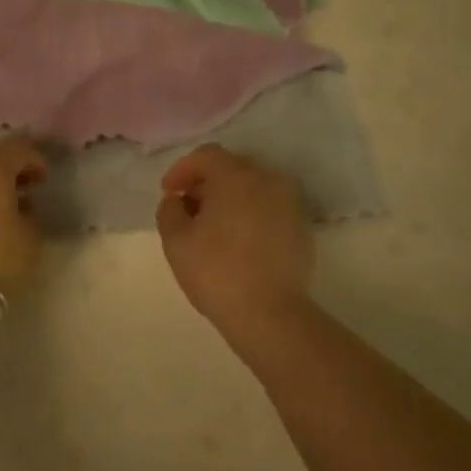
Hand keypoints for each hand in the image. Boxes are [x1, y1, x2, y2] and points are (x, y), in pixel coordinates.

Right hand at [156, 145, 313, 342]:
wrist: (271, 314)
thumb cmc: (217, 272)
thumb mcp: (176, 241)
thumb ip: (169, 210)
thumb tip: (177, 200)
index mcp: (237, 176)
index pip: (206, 156)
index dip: (182, 169)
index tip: (168, 192)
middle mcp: (268, 180)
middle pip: (231, 167)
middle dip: (206, 182)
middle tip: (188, 208)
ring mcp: (290, 203)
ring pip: (253, 187)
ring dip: (229, 197)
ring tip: (212, 226)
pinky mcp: (302, 227)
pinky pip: (269, 207)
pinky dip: (250, 213)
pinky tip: (238, 240)